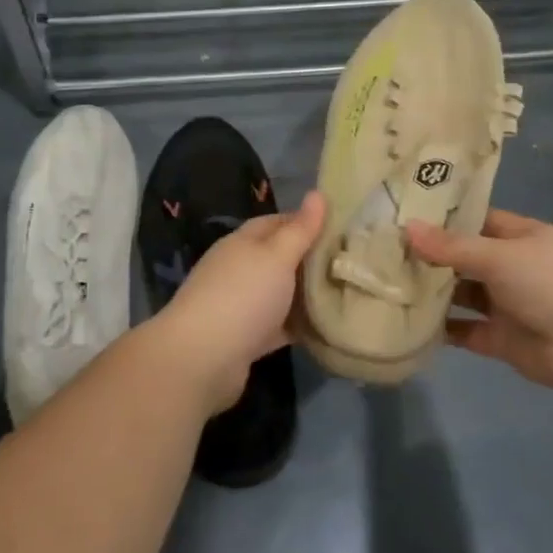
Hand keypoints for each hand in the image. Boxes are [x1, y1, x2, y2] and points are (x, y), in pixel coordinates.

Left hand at [154, 191, 325, 414]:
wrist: (202, 359)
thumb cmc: (243, 296)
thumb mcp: (277, 256)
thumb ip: (300, 229)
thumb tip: (318, 193)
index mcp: (243, 242)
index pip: (278, 222)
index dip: (308, 221)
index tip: (342, 227)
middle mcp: (239, 269)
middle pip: (280, 257)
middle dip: (311, 259)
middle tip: (350, 262)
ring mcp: (240, 304)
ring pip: (280, 292)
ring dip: (305, 293)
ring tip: (345, 291)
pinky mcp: (246, 338)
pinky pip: (278, 324)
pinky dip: (298, 324)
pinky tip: (325, 326)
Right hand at [405, 209, 552, 393]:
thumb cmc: (550, 282)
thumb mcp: (499, 255)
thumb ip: (452, 246)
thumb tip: (407, 228)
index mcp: (519, 237)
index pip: (476, 221)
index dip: (443, 219)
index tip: (404, 215)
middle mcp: (511, 267)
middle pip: (464, 258)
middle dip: (431, 257)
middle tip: (384, 252)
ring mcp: (506, 304)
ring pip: (462, 294)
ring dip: (433, 292)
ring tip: (388, 285)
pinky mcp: (501, 339)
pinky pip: (465, 331)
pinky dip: (442, 330)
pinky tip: (409, 323)